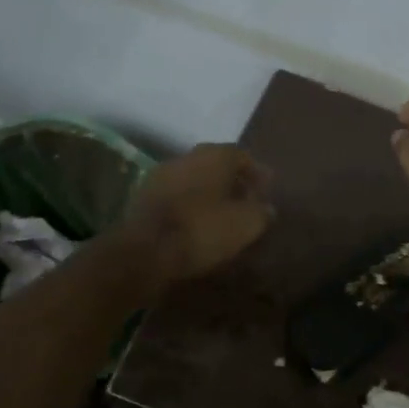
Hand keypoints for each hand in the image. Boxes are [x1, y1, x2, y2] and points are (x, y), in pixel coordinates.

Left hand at [121, 143, 275, 289]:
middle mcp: (185, 157)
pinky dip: (189, 207)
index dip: (256, 172)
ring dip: (208, 194)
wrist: (144, 252)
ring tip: (222, 216)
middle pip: (215, 165)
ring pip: (193, 180)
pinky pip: (175, 197)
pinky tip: (196, 225)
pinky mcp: (142, 199)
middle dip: (232, 182)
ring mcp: (159, 176)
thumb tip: (266, 208)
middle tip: (246, 201)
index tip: (266, 190)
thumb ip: (261, 212)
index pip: (241, 155)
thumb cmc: (202, 230)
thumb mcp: (245, 224)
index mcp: (213, 155)